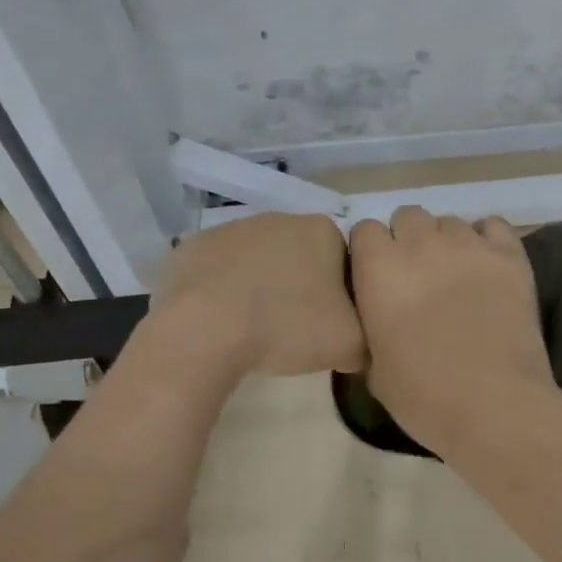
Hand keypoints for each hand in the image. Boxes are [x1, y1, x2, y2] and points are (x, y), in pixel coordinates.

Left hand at [151, 213, 363, 377]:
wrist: (207, 328)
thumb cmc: (288, 327)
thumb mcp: (349, 344)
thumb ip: (366, 337)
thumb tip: (358, 343)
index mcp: (324, 231)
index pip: (344, 260)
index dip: (340, 293)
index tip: (330, 323)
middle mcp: (281, 218)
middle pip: (301, 255)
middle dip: (300, 284)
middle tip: (294, 327)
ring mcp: (234, 227)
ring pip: (258, 260)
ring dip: (260, 285)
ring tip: (253, 327)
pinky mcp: (195, 245)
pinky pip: (218, 269)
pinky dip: (221, 290)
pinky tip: (219, 320)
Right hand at [349, 208, 553, 455]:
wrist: (494, 405)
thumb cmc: (423, 395)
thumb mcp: (374, 366)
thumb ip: (370, 325)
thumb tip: (378, 316)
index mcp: (379, 268)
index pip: (365, 231)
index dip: (371, 253)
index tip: (378, 278)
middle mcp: (420, 243)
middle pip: (407, 216)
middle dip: (408, 240)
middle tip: (418, 276)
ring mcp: (468, 244)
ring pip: (449, 221)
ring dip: (446, 242)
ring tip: (456, 275)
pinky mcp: (508, 254)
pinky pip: (493, 225)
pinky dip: (487, 240)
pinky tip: (488, 266)